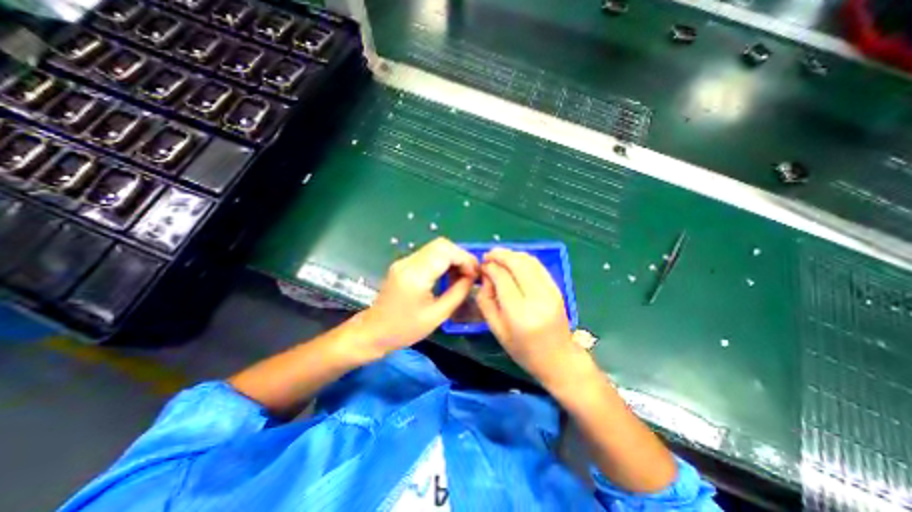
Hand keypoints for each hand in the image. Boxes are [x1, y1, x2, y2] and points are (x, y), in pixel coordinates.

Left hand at [355, 236, 478, 358]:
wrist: (374, 331)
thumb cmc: (405, 329)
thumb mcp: (437, 315)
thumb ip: (458, 293)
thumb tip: (472, 277)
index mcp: (416, 276)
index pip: (446, 252)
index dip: (465, 259)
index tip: (475, 274)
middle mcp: (408, 263)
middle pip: (441, 244)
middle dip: (460, 256)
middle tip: (470, 274)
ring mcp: (404, 261)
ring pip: (435, 247)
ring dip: (452, 258)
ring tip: (461, 276)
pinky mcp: (403, 264)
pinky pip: (428, 255)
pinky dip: (442, 261)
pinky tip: (447, 276)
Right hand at [473, 248, 595, 387]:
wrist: (558, 358)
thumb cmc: (523, 350)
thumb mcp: (496, 330)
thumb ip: (486, 301)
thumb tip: (486, 276)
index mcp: (520, 314)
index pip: (503, 279)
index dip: (490, 267)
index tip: (482, 265)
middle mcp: (538, 299)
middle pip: (518, 265)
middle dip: (501, 255)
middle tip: (488, 255)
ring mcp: (551, 292)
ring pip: (530, 262)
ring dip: (512, 254)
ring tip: (499, 255)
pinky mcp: (557, 289)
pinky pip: (539, 266)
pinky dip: (524, 259)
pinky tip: (514, 260)